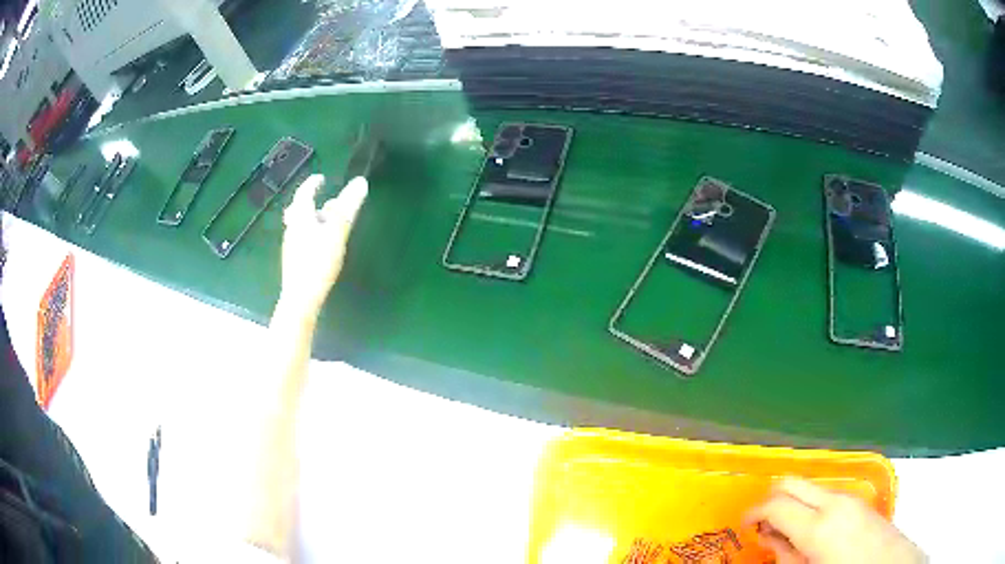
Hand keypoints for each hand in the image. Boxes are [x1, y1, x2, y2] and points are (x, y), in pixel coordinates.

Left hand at [278, 174, 367, 315]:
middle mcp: (292, 229)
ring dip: (313, 220)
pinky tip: (321, 246)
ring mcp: (291, 247)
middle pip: (300, 211)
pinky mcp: (294, 262)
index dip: (312, 184)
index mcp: (301, 218)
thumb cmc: (317, 263)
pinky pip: (302, 241)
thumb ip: (347, 208)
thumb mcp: (336, 233)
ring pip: (301, 226)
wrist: (300, 299)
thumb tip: (360, 182)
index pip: (305, 194)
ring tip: (327, 224)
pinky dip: (312, 235)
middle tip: (324, 202)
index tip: (321, 178)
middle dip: (311, 204)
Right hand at [746, 478, 924, 563]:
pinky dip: (811, 505)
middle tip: (761, 524)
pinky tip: (813, 530)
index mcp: (818, 525)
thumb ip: (786, 555)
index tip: (743, 524)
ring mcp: (849, 497)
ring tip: (789, 532)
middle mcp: (833, 502)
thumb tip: (771, 539)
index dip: (754, 512)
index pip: (776, 504)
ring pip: (810, 487)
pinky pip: (827, 494)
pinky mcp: (860, 500)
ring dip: (792, 502)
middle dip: (771, 498)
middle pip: (792, 482)